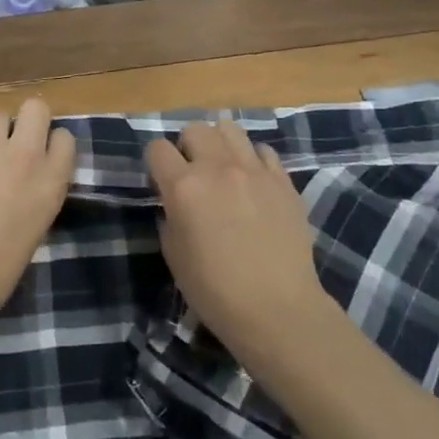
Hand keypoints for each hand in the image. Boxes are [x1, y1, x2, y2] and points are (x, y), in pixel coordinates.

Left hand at [0, 97, 75, 326]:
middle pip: (34, 108)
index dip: (51, 144)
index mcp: (52, 181)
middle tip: (13, 143)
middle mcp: (23, 156)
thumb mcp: (35, 227)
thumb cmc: (0, 270)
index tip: (42, 156)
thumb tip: (23, 185)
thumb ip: (35, 195)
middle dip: (26, 120)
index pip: (64, 138)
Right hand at [145, 121, 333, 356]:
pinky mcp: (283, 181)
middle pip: (195, 129)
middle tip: (192, 173)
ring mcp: (255, 171)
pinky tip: (253, 181)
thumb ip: (169, 218)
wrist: (277, 309)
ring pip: (230, 129)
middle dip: (187, 146)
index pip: (157, 148)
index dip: (155, 163)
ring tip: (222, 168)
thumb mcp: (174, 256)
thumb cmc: (215, 291)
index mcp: (184, 187)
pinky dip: (253, 159)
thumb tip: (174, 203)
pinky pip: (263, 151)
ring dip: (219, 144)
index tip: (160, 182)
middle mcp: (218, 168)